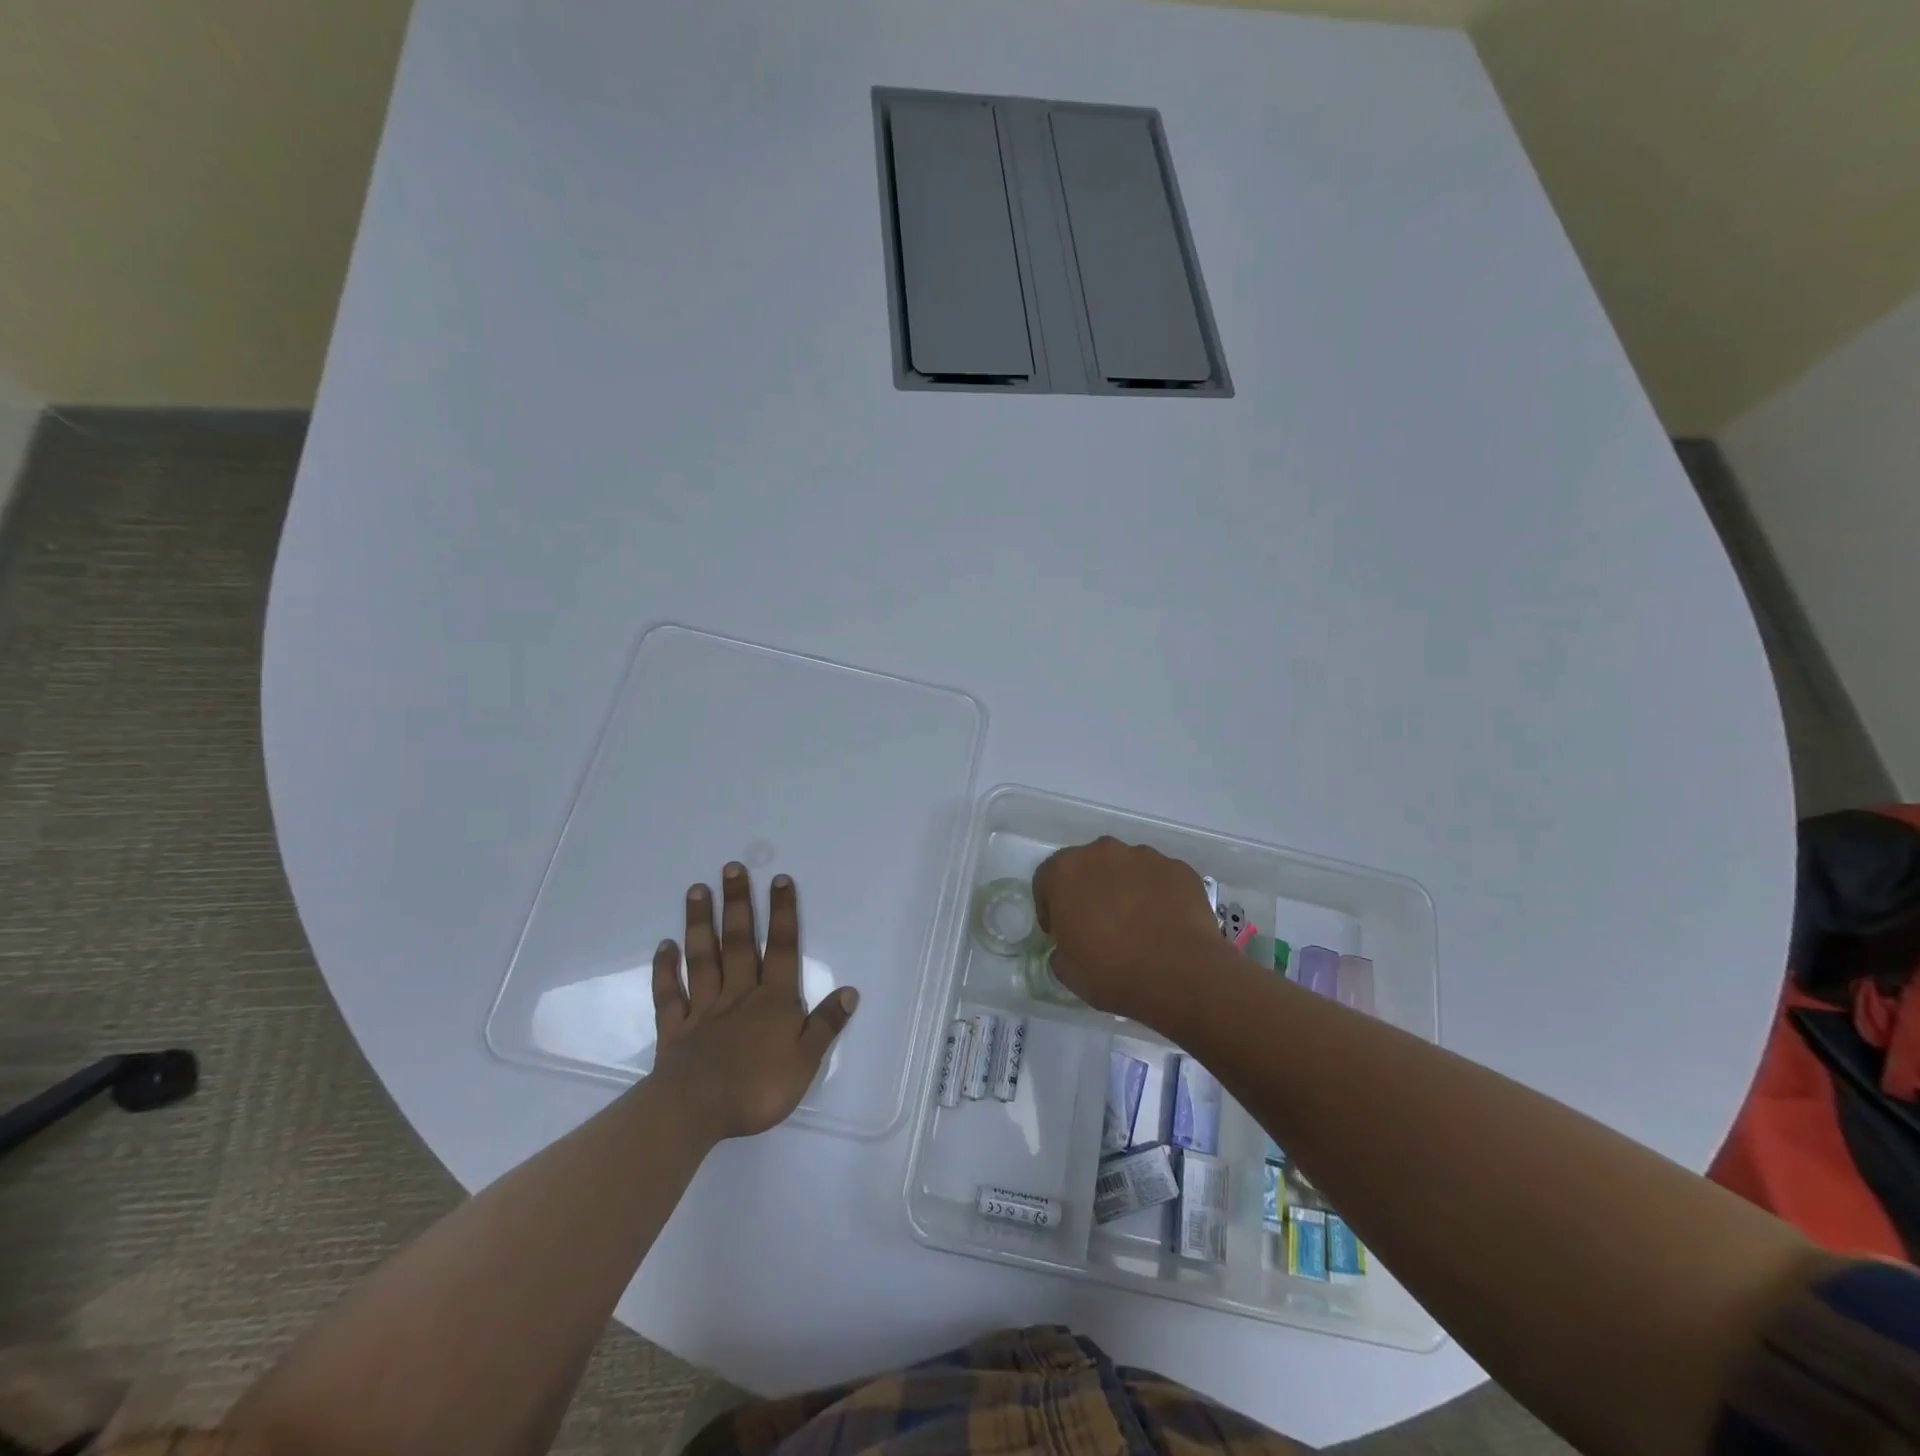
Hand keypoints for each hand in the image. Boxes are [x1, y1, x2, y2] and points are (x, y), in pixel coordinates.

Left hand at [650, 864, 858, 1140]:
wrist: (695, 1112)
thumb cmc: (757, 1088)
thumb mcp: (806, 1061)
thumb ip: (826, 1025)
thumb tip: (849, 991)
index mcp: (773, 1001)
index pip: (783, 949)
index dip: (783, 914)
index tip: (779, 879)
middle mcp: (739, 995)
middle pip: (740, 943)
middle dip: (738, 904)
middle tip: (731, 868)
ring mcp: (703, 1010)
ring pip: (703, 959)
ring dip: (701, 924)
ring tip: (697, 890)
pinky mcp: (675, 1030)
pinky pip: (670, 994)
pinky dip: (666, 970)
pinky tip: (664, 946)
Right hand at [1032, 837, 1223, 1025]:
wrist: (1180, 974)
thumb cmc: (1112, 972)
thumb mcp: (1067, 970)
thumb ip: (1061, 947)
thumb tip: (1070, 945)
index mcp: (1066, 871)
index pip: (1046, 878)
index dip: (1049, 905)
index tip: (1059, 930)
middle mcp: (1103, 852)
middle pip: (1088, 866)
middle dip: (1088, 889)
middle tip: (1097, 923)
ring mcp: (1145, 856)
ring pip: (1125, 869)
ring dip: (1124, 888)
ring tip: (1136, 923)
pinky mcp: (1178, 868)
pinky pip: (1159, 878)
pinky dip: (1157, 894)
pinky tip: (1164, 922)